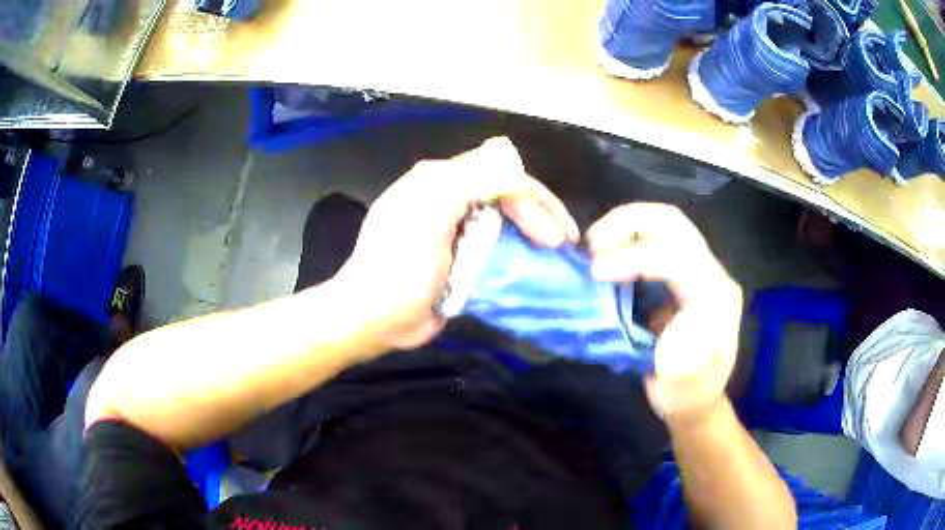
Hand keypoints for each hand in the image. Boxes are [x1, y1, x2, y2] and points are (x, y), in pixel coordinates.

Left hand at [334, 137, 578, 350]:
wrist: (374, 318)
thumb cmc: (401, 267)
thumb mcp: (432, 214)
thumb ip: (472, 181)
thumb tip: (517, 171)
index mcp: (439, 180)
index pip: (499, 174)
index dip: (534, 199)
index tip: (555, 237)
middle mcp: (449, 198)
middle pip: (506, 195)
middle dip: (540, 216)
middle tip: (563, 248)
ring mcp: (454, 229)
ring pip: (505, 220)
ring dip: (533, 234)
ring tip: (557, 257)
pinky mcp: (458, 257)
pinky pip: (496, 247)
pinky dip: (519, 254)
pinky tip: (535, 267)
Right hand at [586, 203, 742, 423]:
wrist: (697, 397)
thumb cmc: (690, 395)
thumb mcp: (687, 389)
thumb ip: (685, 365)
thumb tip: (667, 333)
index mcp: (716, 297)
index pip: (676, 258)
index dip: (634, 257)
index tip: (596, 271)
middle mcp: (712, 272)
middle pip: (672, 222)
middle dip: (628, 223)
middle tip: (590, 243)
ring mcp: (698, 267)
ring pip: (663, 222)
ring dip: (623, 225)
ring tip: (592, 245)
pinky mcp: (683, 271)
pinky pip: (655, 238)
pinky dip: (625, 237)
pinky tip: (604, 253)